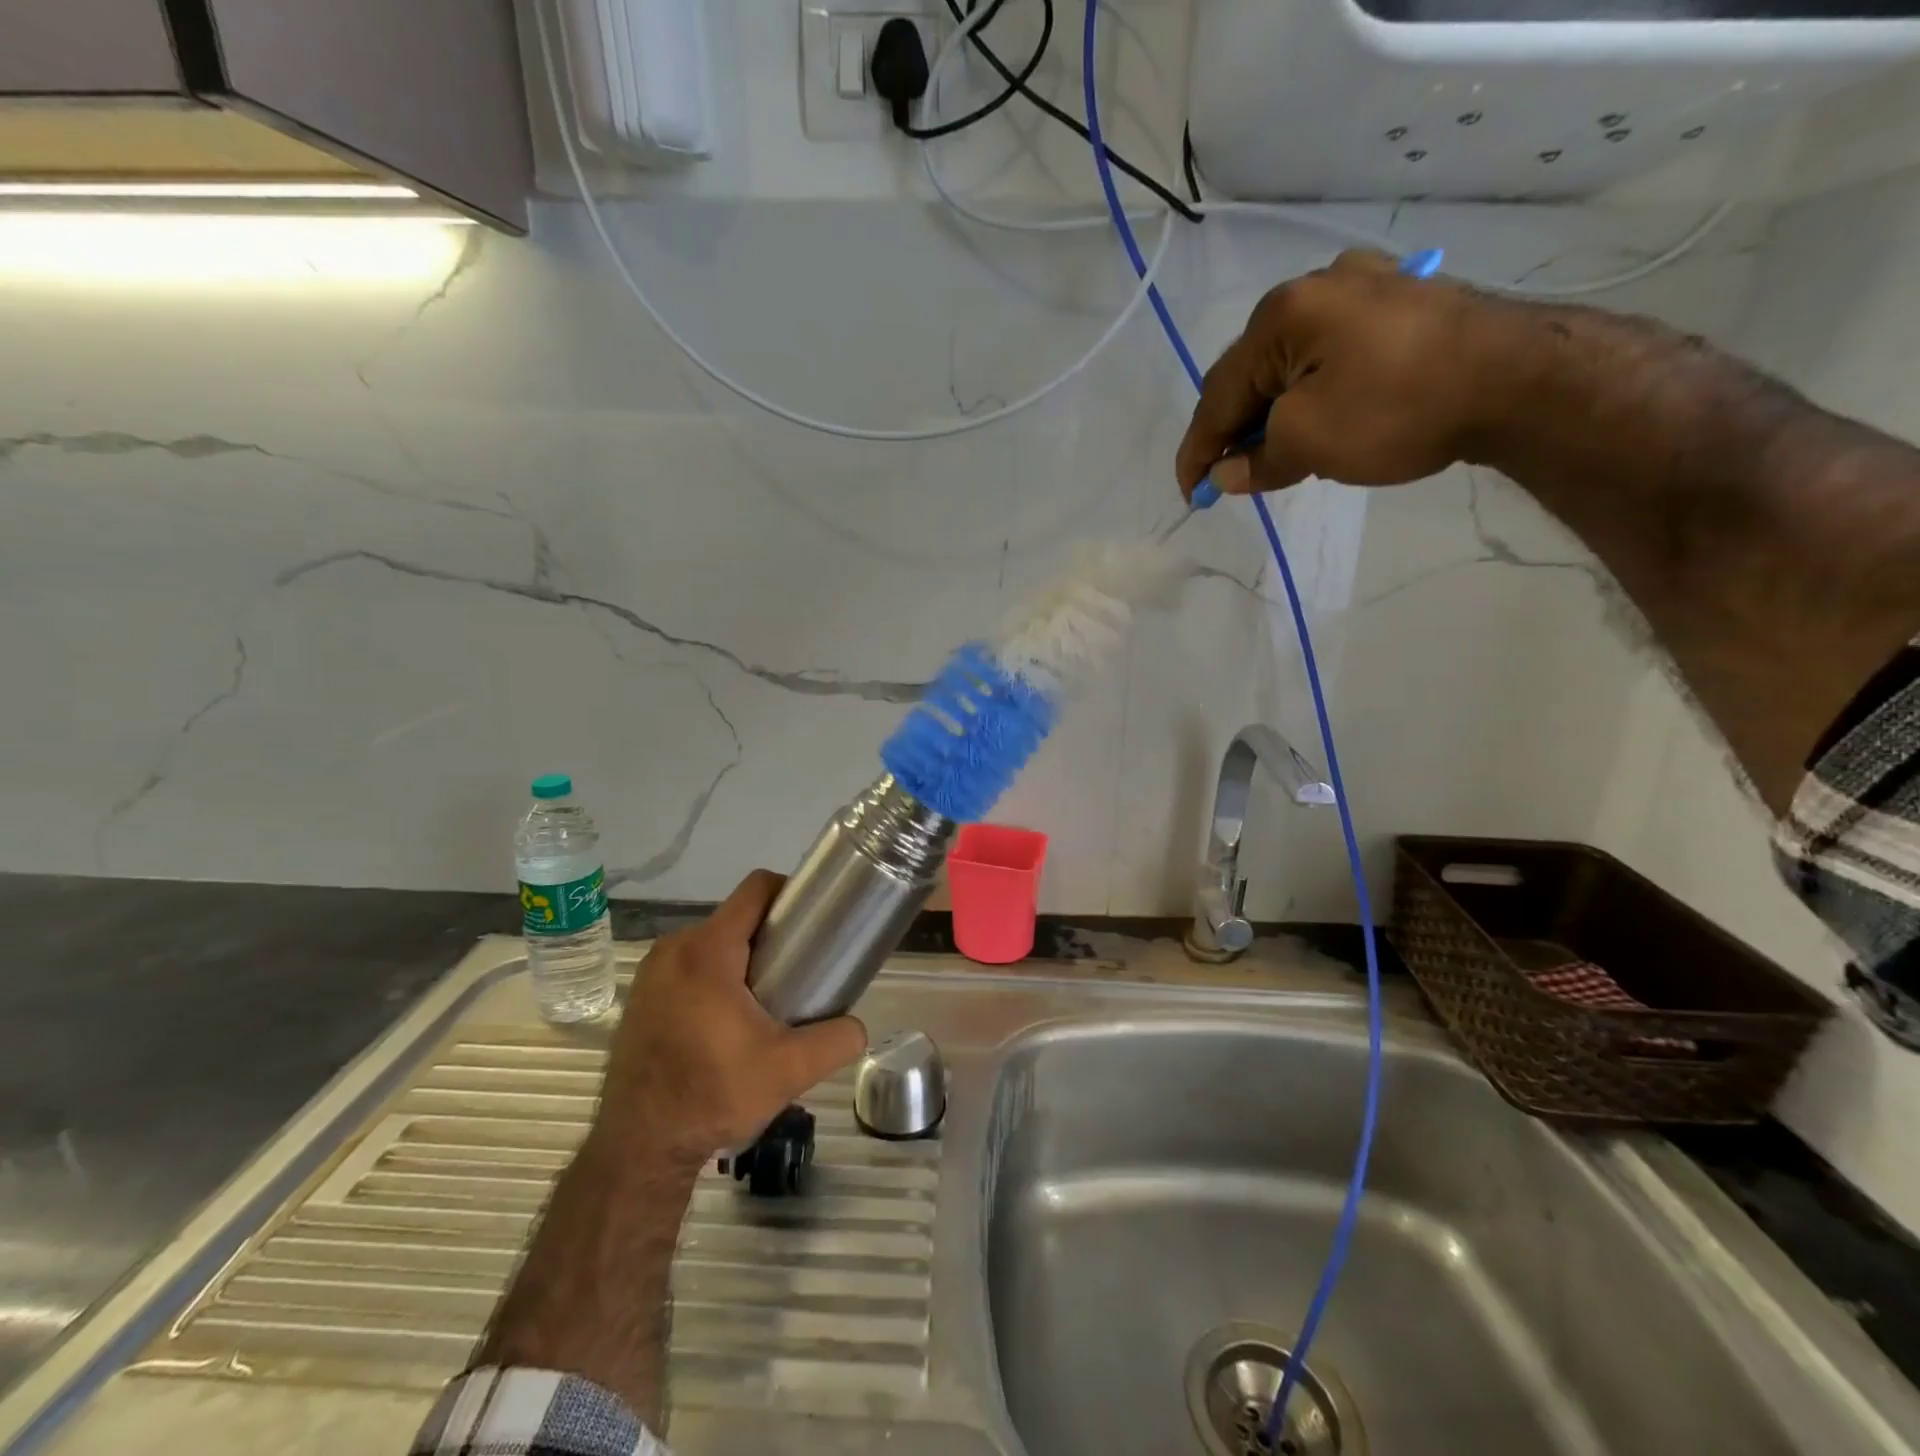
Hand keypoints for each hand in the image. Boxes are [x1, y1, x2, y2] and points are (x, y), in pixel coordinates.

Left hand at [591, 870, 867, 1170]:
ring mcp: (651, 971)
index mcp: (708, 950)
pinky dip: (712, 976)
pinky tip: (726, 1019)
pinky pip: (688, 964)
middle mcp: (674, 948)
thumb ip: (835, 1041)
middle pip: (736, 917)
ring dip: (740, 957)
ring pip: (711, 941)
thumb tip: (858, 1027)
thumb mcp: (788, 1071)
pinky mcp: (641, 995)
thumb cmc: (712, 1095)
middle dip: (769, 935)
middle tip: (797, 971)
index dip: (790, 892)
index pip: (756, 889)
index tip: (812, 919)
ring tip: (765, 998)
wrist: (639, 1147)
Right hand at [1175, 249, 1522, 497]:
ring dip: (1272, 413)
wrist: (1520, 379)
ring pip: (1290, 364)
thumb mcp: (1309, 444)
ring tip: (1273, 455)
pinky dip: (1311, 392)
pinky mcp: (1400, 302)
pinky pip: (1330, 354)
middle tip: (1230, 479)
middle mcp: (1315, 287)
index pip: (1218, 395)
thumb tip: (1226, 475)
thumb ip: (1256, 462)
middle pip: (1251, 373)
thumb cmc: (1398, 409)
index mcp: (1282, 315)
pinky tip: (1317, 418)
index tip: (1190, 494)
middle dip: (1234, 430)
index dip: (1197, 451)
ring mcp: (1364, 286)